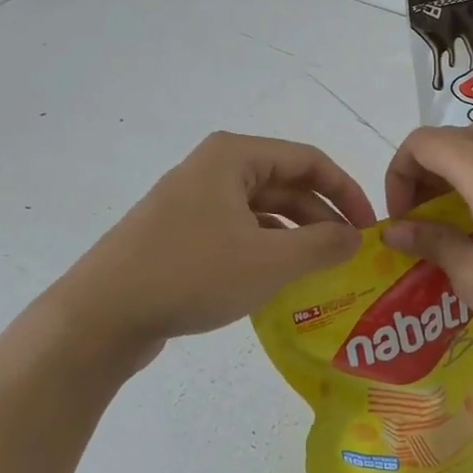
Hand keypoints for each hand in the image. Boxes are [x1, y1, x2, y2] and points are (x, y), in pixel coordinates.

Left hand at [56, 132, 375, 360]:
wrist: (102, 315)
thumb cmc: (192, 274)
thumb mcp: (270, 260)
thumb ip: (322, 244)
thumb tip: (355, 237)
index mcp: (233, 157)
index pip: (308, 160)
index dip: (346, 191)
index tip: (370, 228)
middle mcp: (212, 170)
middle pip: (284, 183)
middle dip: (321, 216)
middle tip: (350, 253)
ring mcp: (191, 203)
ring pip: (260, 211)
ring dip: (295, 236)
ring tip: (323, 269)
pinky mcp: (179, 235)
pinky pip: (236, 233)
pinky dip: (265, 250)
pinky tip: (281, 281)